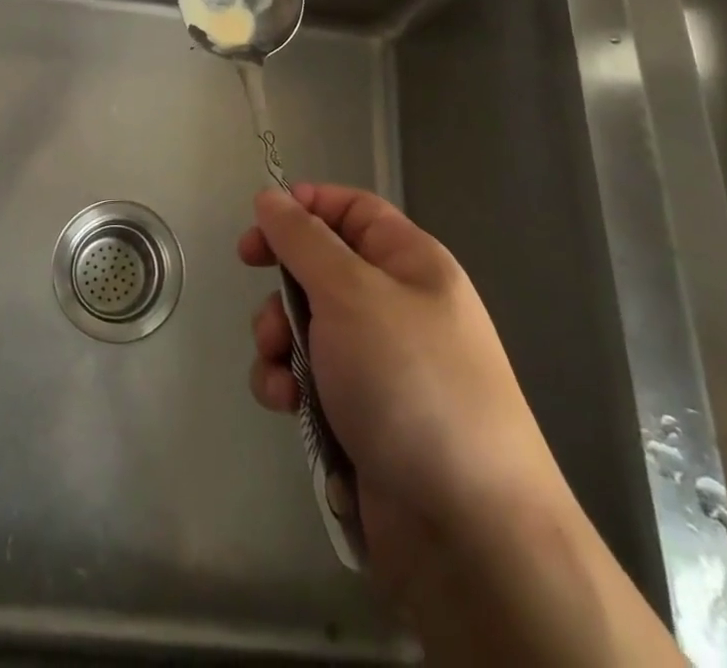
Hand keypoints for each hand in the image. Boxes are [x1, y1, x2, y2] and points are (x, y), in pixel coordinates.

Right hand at [238, 184, 564, 544]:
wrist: (467, 530)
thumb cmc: (409, 382)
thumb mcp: (350, 293)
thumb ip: (302, 239)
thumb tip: (270, 195)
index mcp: (411, 262)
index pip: (352, 209)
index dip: (305, 207)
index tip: (259, 226)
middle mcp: (397, 305)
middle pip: (320, 268)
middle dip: (283, 289)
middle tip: (265, 307)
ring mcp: (380, 362)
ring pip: (307, 325)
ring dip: (279, 342)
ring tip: (280, 372)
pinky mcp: (361, 411)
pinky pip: (310, 376)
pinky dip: (289, 384)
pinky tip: (288, 405)